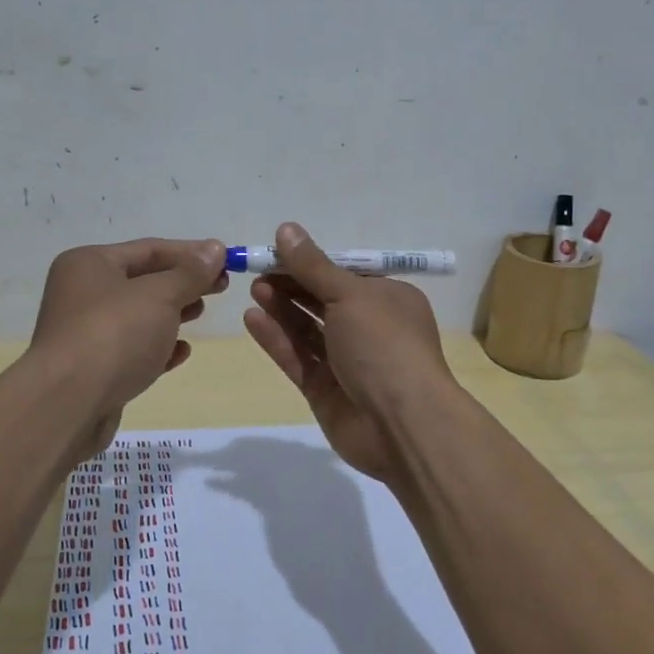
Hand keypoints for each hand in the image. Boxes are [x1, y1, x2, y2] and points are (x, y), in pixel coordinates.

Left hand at [30, 238, 227, 458]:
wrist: (67, 405)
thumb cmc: (114, 335)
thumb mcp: (159, 296)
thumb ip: (190, 273)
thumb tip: (215, 249)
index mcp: (89, 264)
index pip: (149, 249)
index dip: (191, 253)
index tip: (227, 260)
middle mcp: (82, 293)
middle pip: (143, 280)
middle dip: (183, 282)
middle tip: (221, 287)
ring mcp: (85, 333)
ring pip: (139, 315)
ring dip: (173, 313)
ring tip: (201, 313)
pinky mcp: (93, 369)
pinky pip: (132, 349)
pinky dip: (158, 347)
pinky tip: (181, 352)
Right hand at [241, 222, 454, 480]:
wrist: (401, 424)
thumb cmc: (384, 344)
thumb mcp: (350, 295)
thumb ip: (313, 266)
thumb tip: (286, 229)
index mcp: (388, 299)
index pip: (345, 274)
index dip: (312, 262)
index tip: (277, 251)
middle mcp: (370, 328)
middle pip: (324, 301)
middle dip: (292, 285)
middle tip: (258, 271)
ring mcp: (348, 362)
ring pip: (308, 330)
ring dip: (282, 309)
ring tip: (254, 290)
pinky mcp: (326, 390)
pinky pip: (298, 358)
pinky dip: (277, 339)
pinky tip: (252, 320)